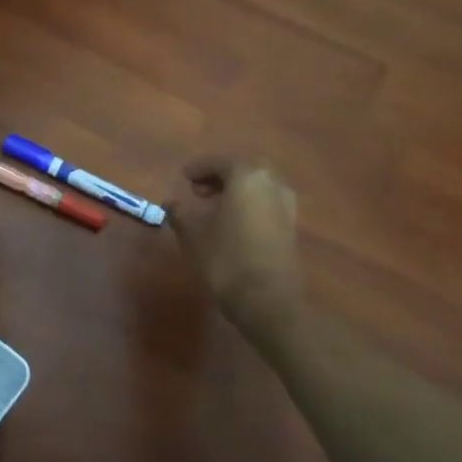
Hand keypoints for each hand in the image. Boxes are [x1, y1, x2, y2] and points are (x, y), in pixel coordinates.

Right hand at [167, 155, 306, 337]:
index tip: (183, 177)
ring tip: (213, 206)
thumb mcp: (194, 235)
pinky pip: (266, 201)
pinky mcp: (291, 225)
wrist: (269, 299)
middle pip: (243, 168)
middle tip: (198, 190)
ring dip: (236, 189)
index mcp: (247, 176)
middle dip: (220, 175)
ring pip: (258, 185)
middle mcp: (271, 182)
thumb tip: (171, 203)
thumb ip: (180, 213)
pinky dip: (248, 203)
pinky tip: (232, 221)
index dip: (199, 167)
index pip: (220, 161)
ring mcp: (286, 203)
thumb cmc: (226, 259)